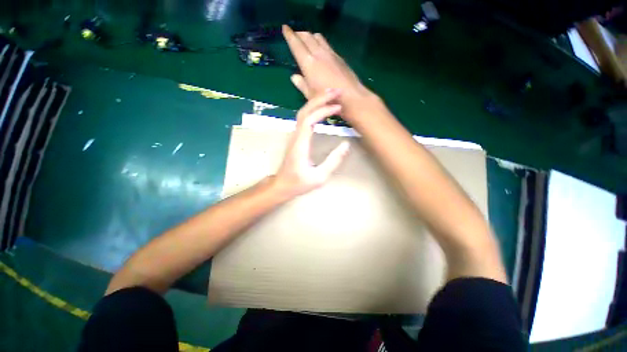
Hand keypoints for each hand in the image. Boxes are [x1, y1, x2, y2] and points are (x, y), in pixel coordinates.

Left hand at [272, 89, 350, 197]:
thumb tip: (346, 145)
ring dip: (316, 102)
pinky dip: (314, 110)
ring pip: (303, 112)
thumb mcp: (319, 177)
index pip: (310, 120)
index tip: (338, 107)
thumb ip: (333, 161)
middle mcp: (296, 136)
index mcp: (300, 144)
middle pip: (304, 111)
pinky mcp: (296, 137)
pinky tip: (322, 108)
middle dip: (320, 99)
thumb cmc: (299, 183)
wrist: (282, 185)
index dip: (323, 110)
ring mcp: (294, 136)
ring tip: (331, 96)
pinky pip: (304, 118)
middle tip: (337, 92)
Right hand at [282, 25, 373, 109]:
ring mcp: (330, 54)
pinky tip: (321, 49)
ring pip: (318, 38)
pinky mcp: (339, 57)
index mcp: (308, 63)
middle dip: (299, 34)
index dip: (289, 35)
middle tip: (295, 35)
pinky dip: (320, 42)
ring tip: (307, 40)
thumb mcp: (311, 96)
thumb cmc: (328, 99)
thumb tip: (294, 77)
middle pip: (307, 37)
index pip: (296, 44)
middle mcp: (318, 54)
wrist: (351, 97)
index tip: (285, 28)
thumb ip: (302, 84)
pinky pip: (327, 44)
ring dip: (311, 36)